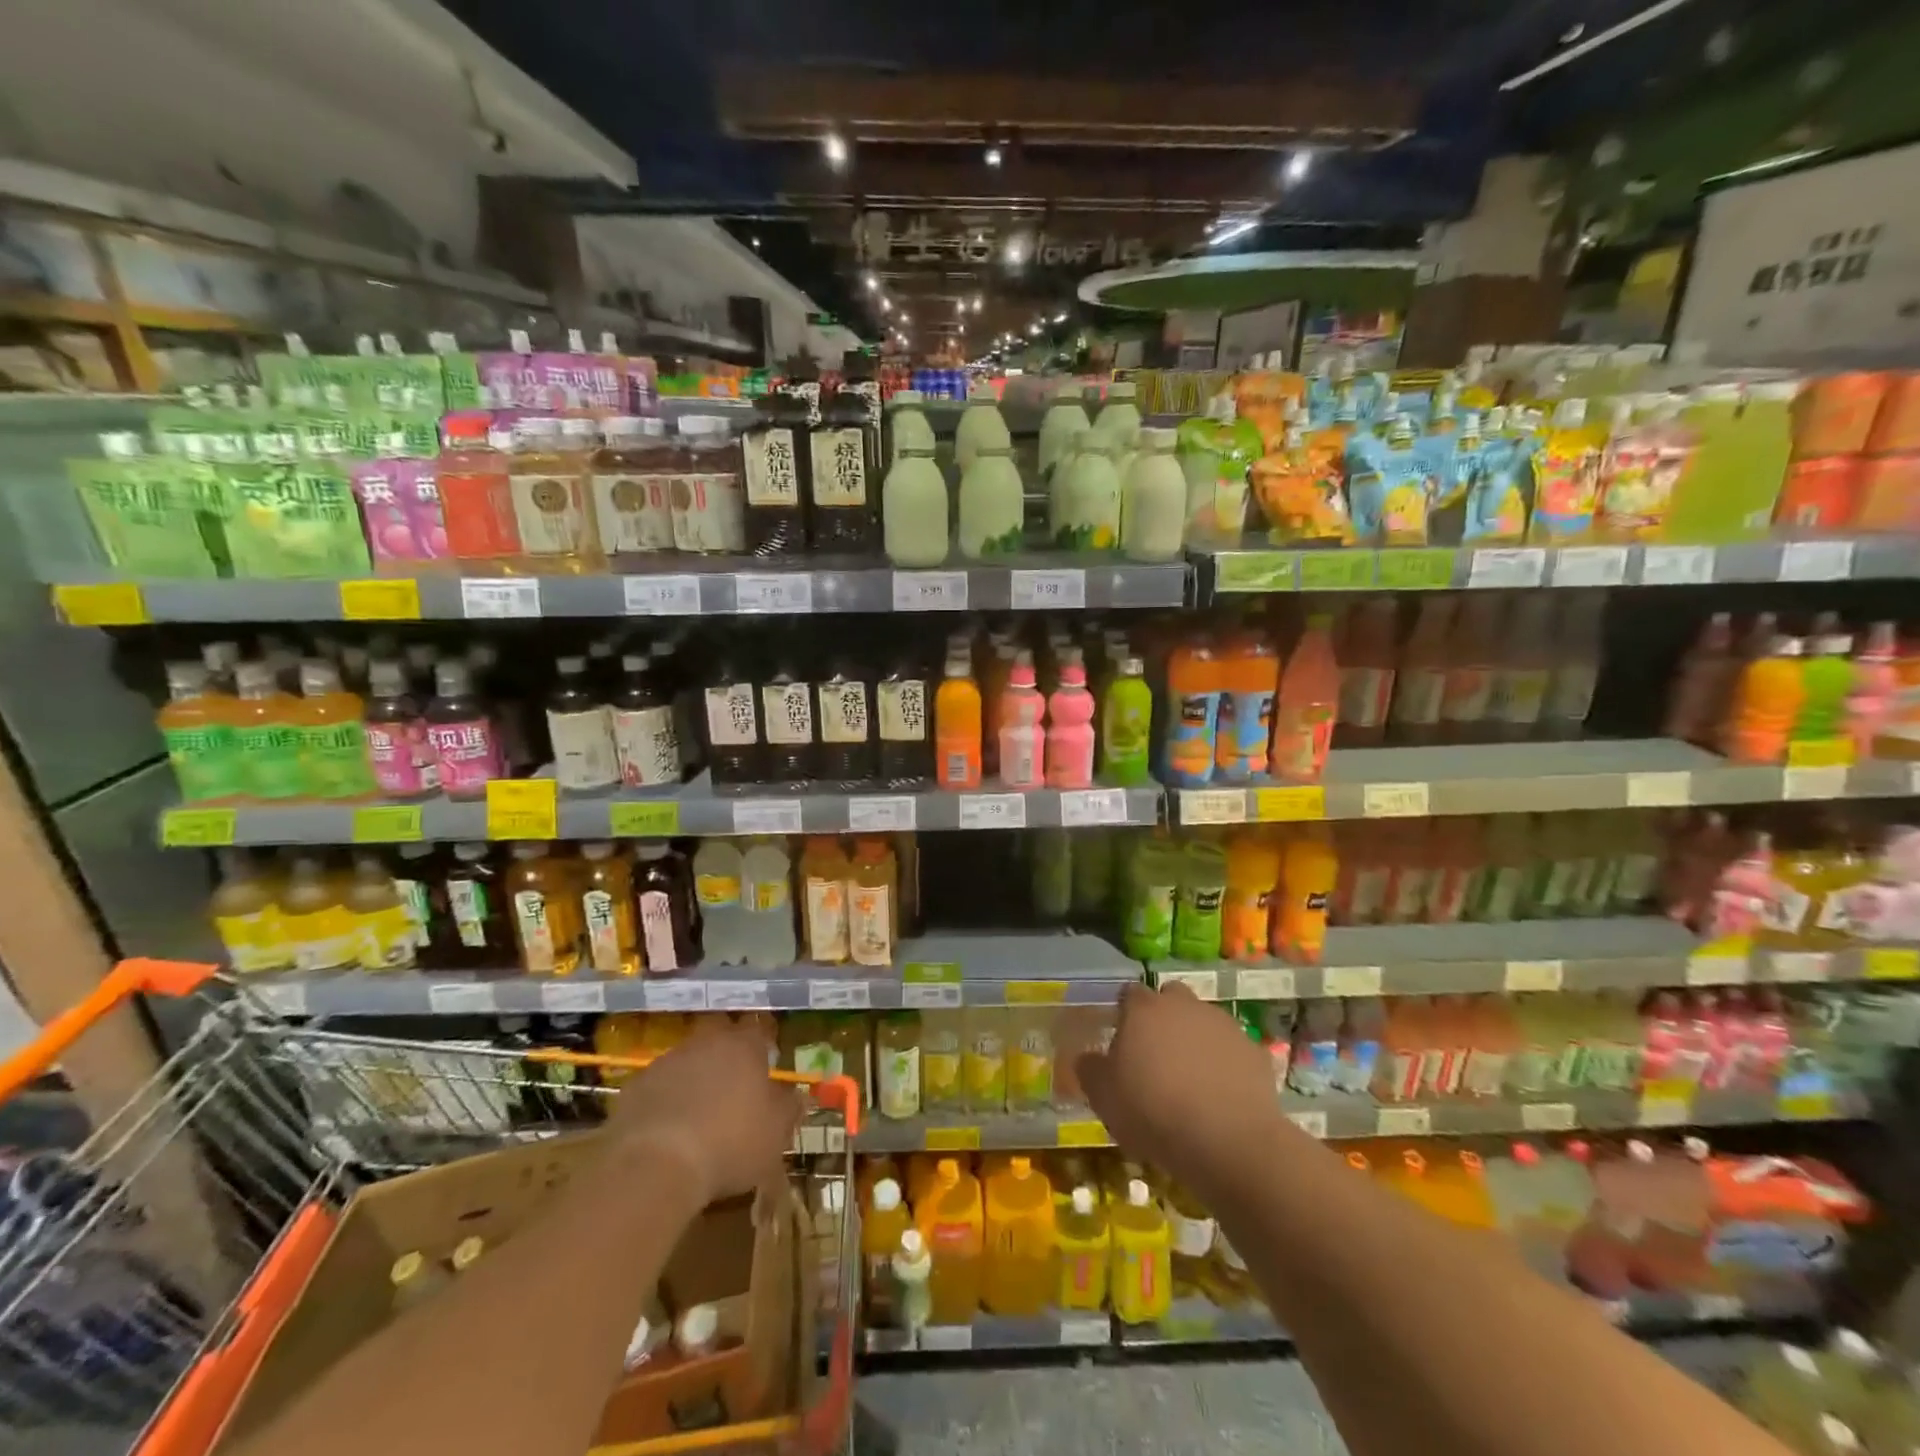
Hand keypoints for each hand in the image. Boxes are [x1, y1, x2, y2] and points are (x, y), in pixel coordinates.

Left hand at [605, 1019, 804, 1205]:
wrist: (656, 1166)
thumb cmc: (730, 1143)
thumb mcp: (775, 1134)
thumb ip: (789, 1109)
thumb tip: (798, 1096)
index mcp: (744, 1046)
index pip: (758, 1029)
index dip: (762, 1045)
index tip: (765, 1064)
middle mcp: (706, 1043)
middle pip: (719, 1037)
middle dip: (726, 1055)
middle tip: (732, 1085)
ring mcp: (667, 1061)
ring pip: (687, 1060)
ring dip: (694, 1077)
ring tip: (698, 1113)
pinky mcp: (635, 1086)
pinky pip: (658, 1086)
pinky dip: (665, 1100)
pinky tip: (667, 1129)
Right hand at [1074, 983, 1284, 1202]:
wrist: (1228, 1142)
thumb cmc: (1153, 1112)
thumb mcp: (1103, 1096)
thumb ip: (1090, 1069)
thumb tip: (1087, 1058)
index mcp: (1144, 1009)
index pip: (1129, 994)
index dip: (1125, 1014)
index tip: (1122, 1041)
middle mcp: (1183, 1005)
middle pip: (1170, 998)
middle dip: (1164, 1018)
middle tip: (1156, 1056)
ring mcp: (1223, 1025)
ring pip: (1203, 1022)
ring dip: (1195, 1040)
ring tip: (1190, 1081)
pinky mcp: (1254, 1051)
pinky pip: (1232, 1051)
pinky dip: (1225, 1065)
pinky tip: (1220, 1097)